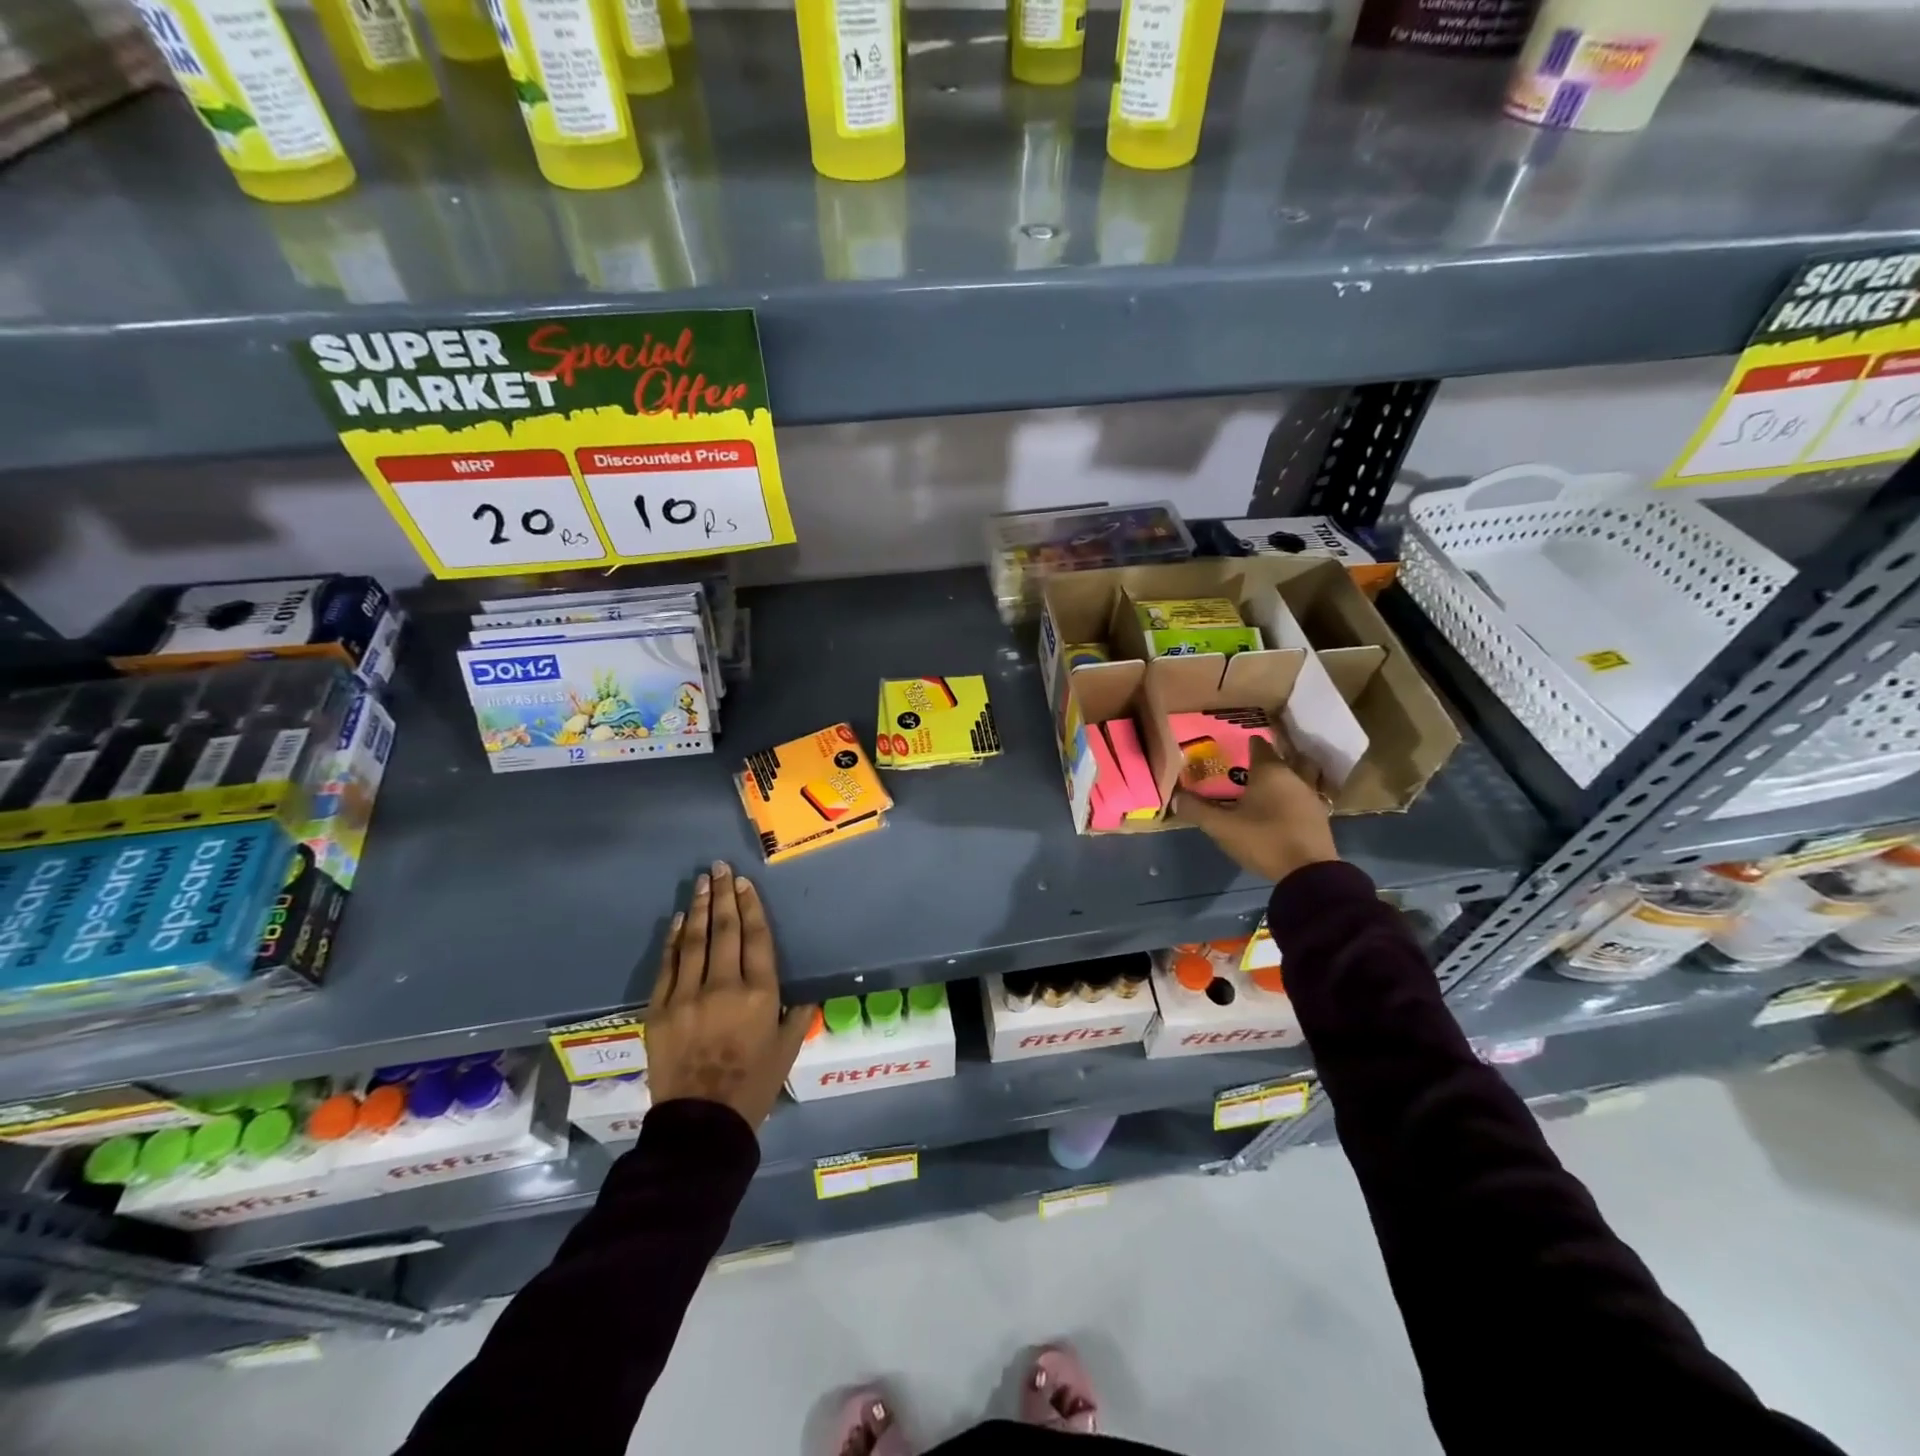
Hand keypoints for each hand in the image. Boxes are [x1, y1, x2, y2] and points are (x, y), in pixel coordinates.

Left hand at [644, 861, 814, 1128]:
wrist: (701, 1123)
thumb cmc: (754, 1086)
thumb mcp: (788, 1050)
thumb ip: (798, 1016)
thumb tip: (806, 995)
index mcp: (760, 994)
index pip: (756, 938)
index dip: (750, 907)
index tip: (743, 883)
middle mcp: (724, 986)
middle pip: (724, 931)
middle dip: (723, 896)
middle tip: (719, 868)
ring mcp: (687, 996)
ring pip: (694, 941)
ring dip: (699, 908)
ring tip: (701, 882)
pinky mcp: (660, 1010)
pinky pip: (668, 966)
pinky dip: (674, 940)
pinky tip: (679, 920)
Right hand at [1172, 736, 1338, 884]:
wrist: (1307, 873)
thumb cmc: (1263, 840)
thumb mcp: (1222, 827)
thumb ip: (1198, 810)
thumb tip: (1176, 797)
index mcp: (1270, 772)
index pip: (1260, 746)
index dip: (1249, 743)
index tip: (1238, 744)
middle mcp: (1294, 777)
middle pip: (1287, 757)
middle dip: (1273, 757)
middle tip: (1256, 765)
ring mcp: (1311, 796)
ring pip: (1303, 775)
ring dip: (1291, 775)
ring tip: (1274, 784)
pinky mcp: (1320, 816)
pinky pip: (1308, 795)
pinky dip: (1297, 795)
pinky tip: (1286, 807)